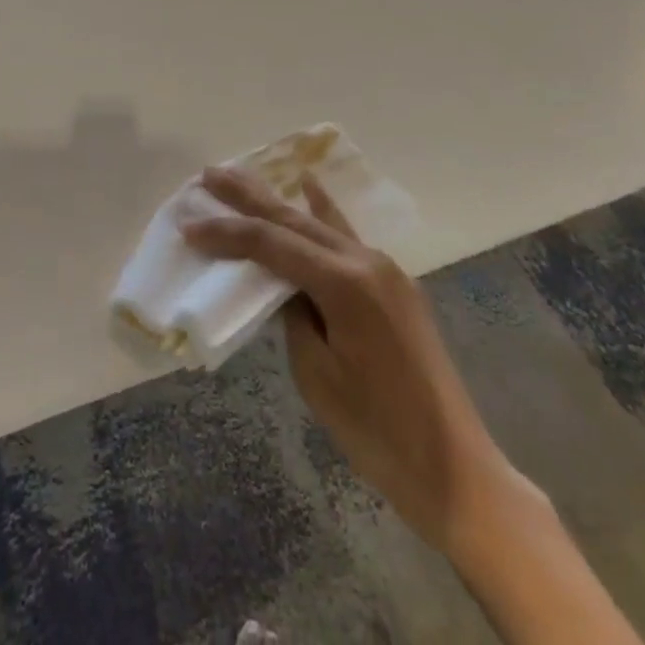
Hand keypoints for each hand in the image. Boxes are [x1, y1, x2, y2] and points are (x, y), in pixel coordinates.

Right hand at [181, 166, 539, 556]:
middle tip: (210, 174)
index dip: (226, 233)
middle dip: (248, 196)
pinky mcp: (393, 284)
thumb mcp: (316, 374)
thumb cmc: (377, 431)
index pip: (271, 244)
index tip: (188, 226)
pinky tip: (310, 188)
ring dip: (280, 200)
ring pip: (320, 222)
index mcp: (344, 283)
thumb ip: (293, 314)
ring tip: (247, 175)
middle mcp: (366, 261)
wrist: (455, 469)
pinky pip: (347, 237)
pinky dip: (322, 212)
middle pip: (294, 219)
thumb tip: (283, 285)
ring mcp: (385, 269)